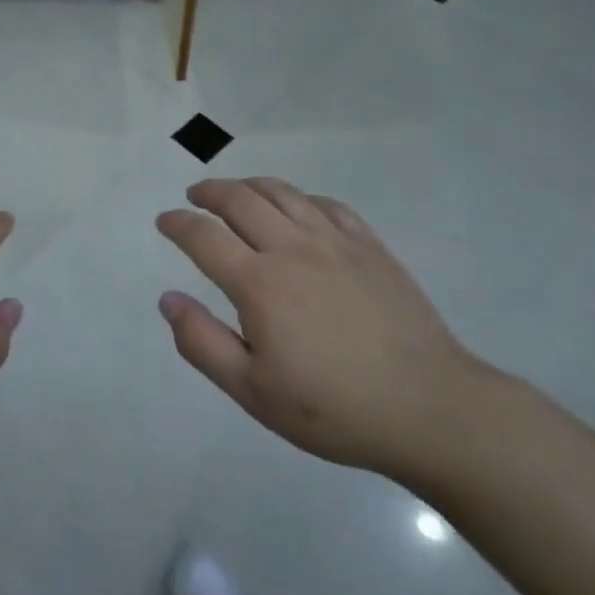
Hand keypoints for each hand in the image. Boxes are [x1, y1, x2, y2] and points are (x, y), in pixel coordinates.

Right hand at [156, 178, 484, 484]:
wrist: (430, 408)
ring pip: (282, 193)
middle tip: (195, 196)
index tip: (164, 220)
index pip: (204, 236)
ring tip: (236, 192)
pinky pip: (327, 204)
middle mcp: (292, 247)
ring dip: (250, 185)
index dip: (178, 223)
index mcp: (259, 282)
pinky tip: (298, 208)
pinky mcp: (370, 246)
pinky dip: (300, 198)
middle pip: (240, 199)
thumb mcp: (254, 391)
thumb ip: (203, 343)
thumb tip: (168, 299)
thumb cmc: (334, 408)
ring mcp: (335, 241)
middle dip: (209, 192)